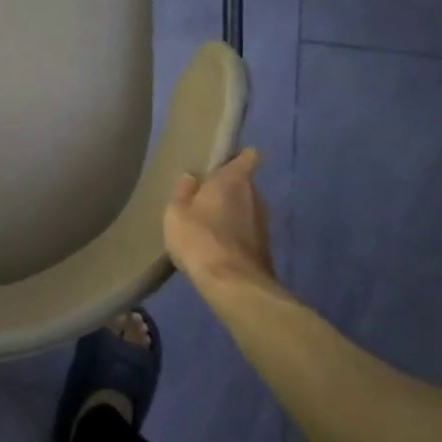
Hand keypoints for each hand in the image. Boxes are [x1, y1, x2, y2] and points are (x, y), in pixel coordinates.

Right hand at [163, 148, 292, 315]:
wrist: (233, 286)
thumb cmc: (200, 239)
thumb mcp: (176, 212)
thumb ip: (184, 191)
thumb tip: (192, 176)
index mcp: (234, 180)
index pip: (247, 156)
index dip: (237, 156)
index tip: (221, 161)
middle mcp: (255, 196)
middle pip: (244, 183)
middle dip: (228, 187)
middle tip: (203, 196)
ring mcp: (264, 223)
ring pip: (247, 208)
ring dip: (232, 212)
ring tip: (208, 223)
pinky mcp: (265, 248)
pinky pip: (247, 231)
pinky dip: (236, 234)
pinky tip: (217, 245)